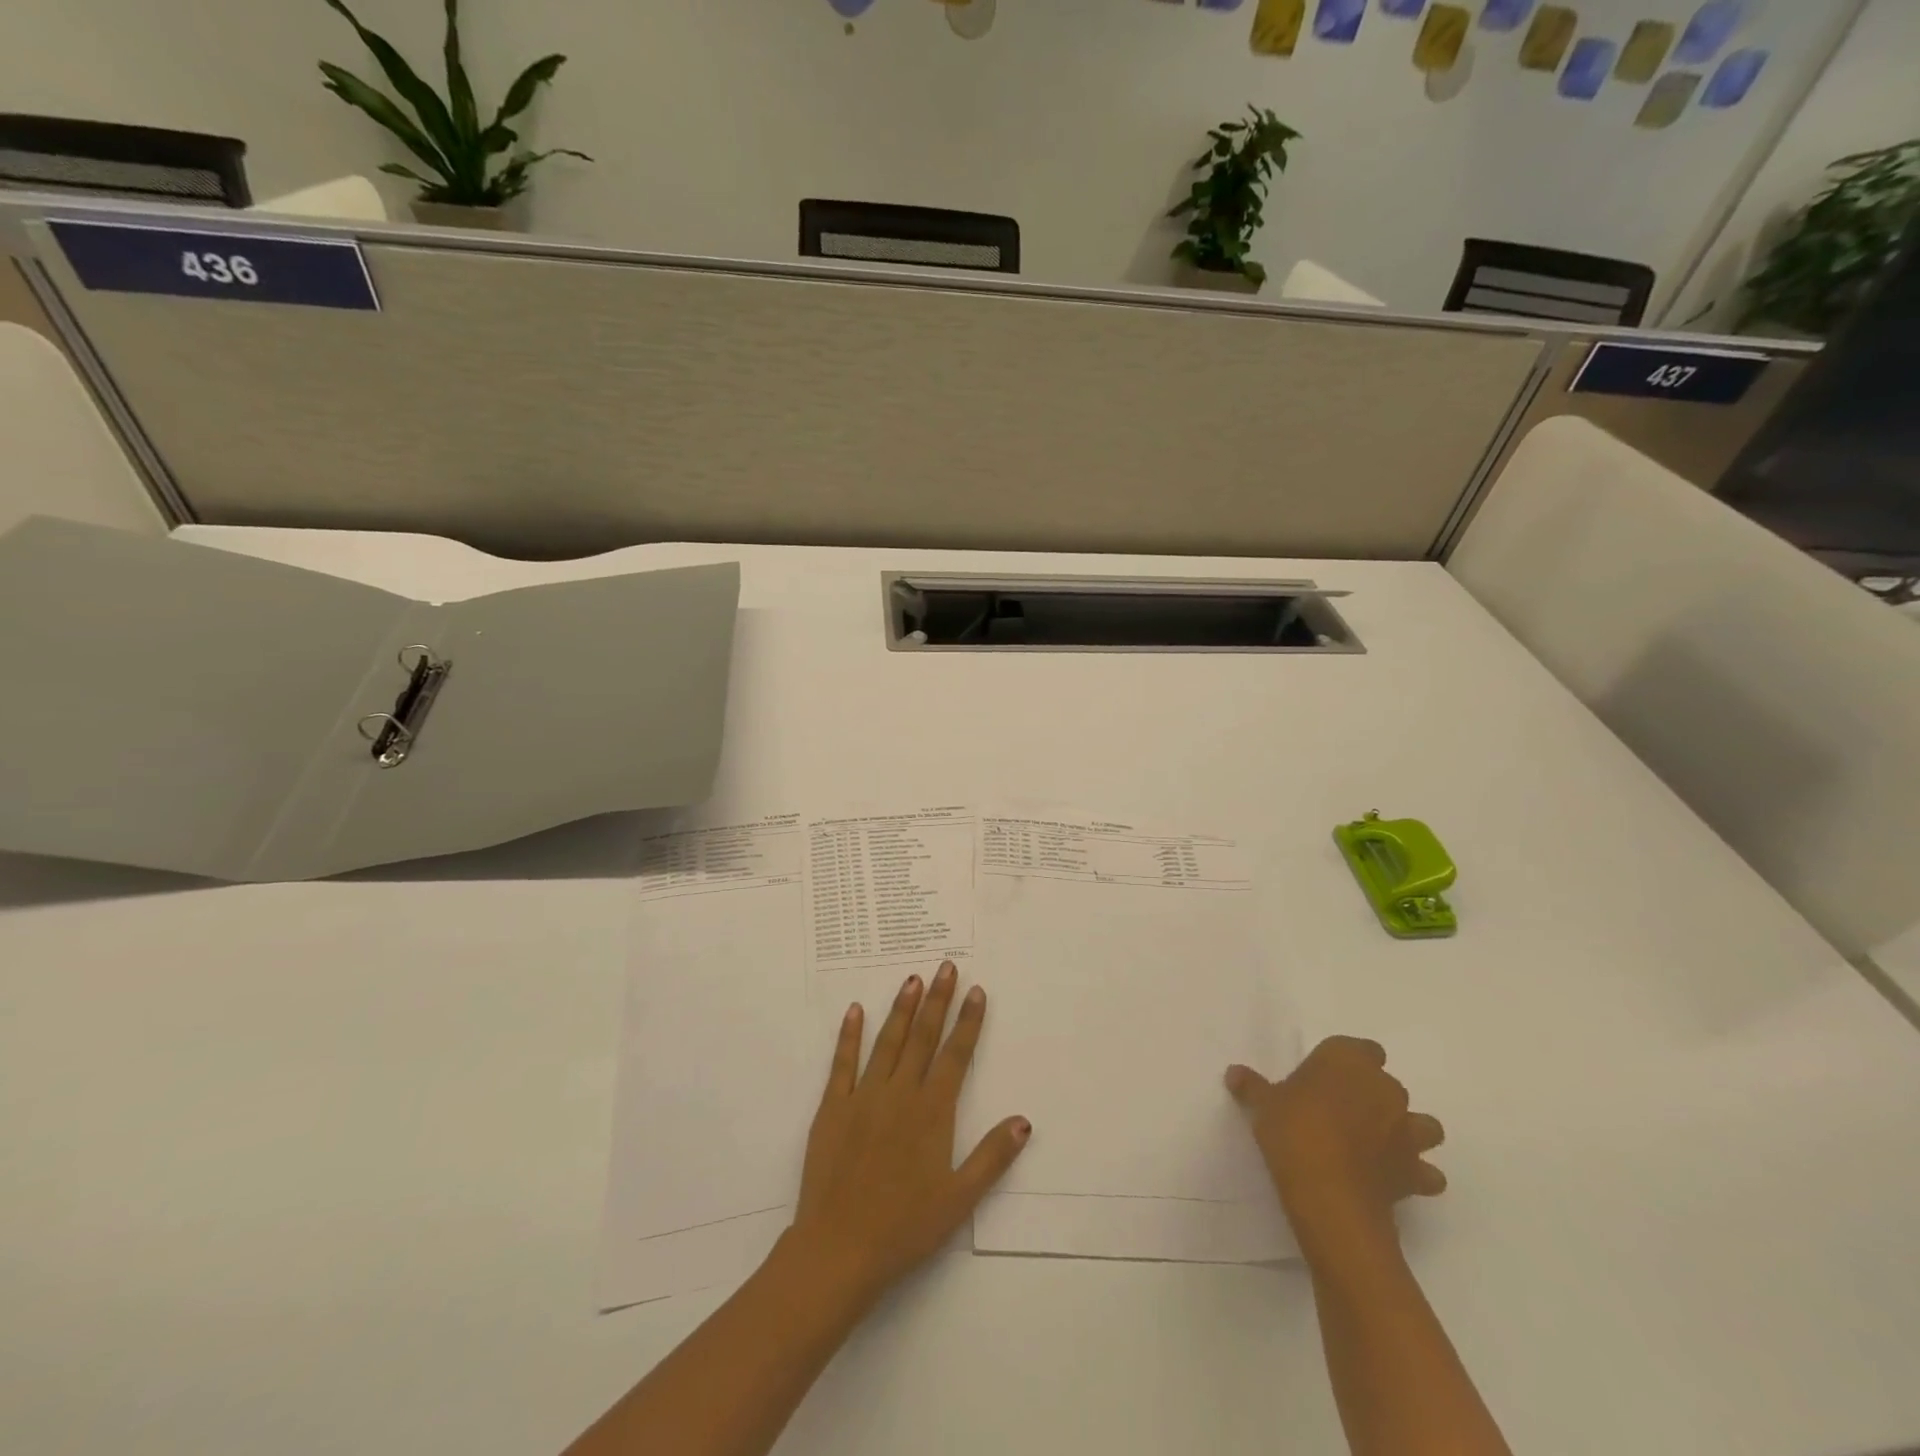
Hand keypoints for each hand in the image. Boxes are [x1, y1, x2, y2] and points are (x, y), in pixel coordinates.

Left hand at [787, 962, 1030, 1307]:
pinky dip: (848, 1035)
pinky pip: (842, 1063)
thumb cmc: (904, 1228)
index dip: (968, 1022)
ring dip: (901, 1008)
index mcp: (932, 1113)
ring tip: (913, 979)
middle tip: (946, 967)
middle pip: (922, 1037)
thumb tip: (1023, 1120)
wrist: (838, 1250)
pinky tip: (854, 1010)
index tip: (977, 991)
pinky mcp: (832, 1108)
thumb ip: (992, 1157)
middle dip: (937, 1000)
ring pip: (887, 1042)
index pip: (956, 1055)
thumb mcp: (958, 1200)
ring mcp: (863, 1097)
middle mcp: (899, 1094)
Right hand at [1226, 1036, 1445, 1257]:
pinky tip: (1394, 1179)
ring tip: (1379, 1144)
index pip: (1361, 1048)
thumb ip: (1253, 1086)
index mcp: (1348, 1060)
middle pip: (1387, 1084)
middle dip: (1371, 1095)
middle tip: (1341, 1113)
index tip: (1326, 1078)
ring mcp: (1407, 1130)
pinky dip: (1417, 1174)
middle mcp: (1384, 1088)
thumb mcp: (1264, 1104)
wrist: (1329, 1194)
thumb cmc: (1293, 1131)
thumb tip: (1234, 1072)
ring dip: (1407, 1131)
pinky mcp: (1416, 1171)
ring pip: (1423, 1124)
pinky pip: (1426, 1171)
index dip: (1348, 1062)